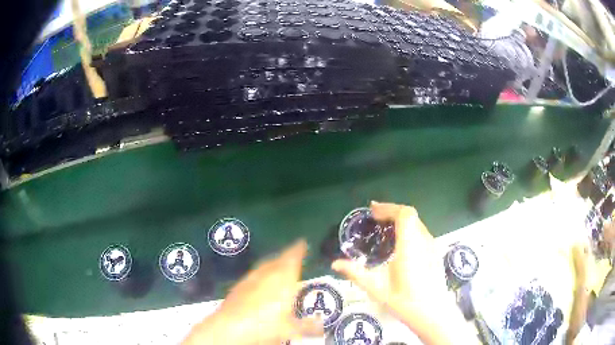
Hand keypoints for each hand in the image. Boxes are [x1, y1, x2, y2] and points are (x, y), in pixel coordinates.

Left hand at [183, 240, 322, 344]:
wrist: (230, 327)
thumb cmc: (266, 325)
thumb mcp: (291, 329)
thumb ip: (308, 325)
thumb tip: (322, 325)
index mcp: (283, 279)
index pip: (293, 258)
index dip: (298, 249)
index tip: (303, 242)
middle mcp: (267, 274)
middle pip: (278, 259)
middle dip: (286, 255)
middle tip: (293, 253)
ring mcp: (250, 278)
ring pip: (264, 265)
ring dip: (272, 263)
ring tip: (278, 265)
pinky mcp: (238, 286)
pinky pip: (253, 274)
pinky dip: (260, 274)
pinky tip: (259, 281)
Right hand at [332, 201, 475, 343]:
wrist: (432, 313)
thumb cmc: (404, 301)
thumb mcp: (376, 288)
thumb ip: (355, 273)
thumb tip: (335, 263)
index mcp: (410, 246)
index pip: (404, 214)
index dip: (388, 208)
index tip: (372, 210)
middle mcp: (424, 241)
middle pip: (410, 215)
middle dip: (392, 211)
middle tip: (375, 217)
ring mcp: (432, 246)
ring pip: (417, 223)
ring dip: (401, 220)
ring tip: (384, 228)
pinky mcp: (435, 253)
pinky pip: (421, 232)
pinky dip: (409, 229)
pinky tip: (400, 243)